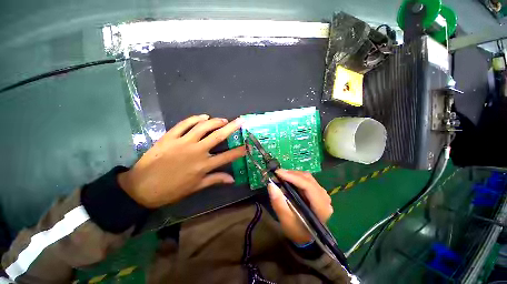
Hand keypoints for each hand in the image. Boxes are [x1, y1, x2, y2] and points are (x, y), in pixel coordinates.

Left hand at [118, 115, 245, 207]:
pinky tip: (203, 116)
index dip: (239, 151)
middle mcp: (196, 151)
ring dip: (215, 121)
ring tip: (223, 119)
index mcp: (203, 165)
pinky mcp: (170, 137)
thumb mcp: (196, 188)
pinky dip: (195, 118)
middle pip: (218, 136)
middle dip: (232, 127)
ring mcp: (183, 142)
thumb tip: (232, 179)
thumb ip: (215, 180)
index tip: (247, 145)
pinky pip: (185, 124)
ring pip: (203, 127)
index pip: (227, 156)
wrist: (141, 188)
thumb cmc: (171, 190)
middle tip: (240, 120)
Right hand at [267, 169, 332, 244]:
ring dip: (293, 174)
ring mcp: (322, 193)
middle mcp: (325, 198)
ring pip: (307, 177)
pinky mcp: (317, 191)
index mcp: (321, 207)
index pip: (308, 186)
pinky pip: (306, 179)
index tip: (278, 173)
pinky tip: (287, 178)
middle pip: (308, 179)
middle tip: (277, 174)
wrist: (305, 236)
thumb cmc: (296, 230)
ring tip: (280, 175)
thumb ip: (279, 203)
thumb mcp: (286, 220)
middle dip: (291, 174)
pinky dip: (295, 177)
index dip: (293, 177)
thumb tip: (271, 185)